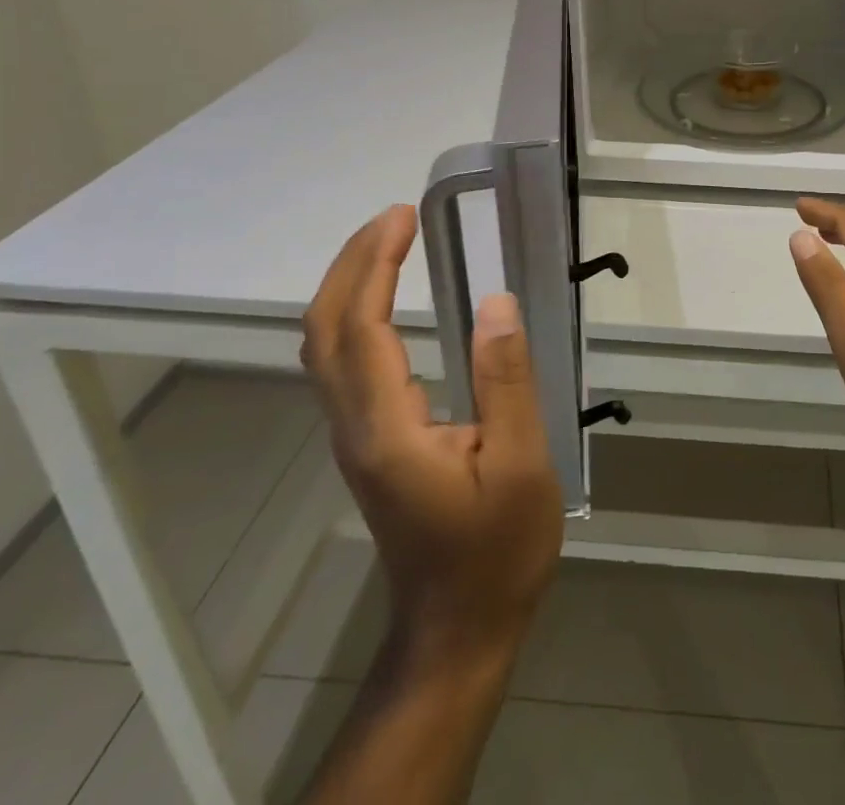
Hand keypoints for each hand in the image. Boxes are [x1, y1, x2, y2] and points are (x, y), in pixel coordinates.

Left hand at [301, 206, 562, 661]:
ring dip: (347, 285)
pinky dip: (355, 314)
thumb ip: (507, 381)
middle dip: (349, 264)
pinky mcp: (367, 444)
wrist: (458, 628)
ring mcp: (354, 438)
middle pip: (323, 331)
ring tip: (389, 243)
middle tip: (393, 218)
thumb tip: (496, 302)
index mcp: (387, 428)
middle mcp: (355, 427)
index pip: (360, 327)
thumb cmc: (497, 549)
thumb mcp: (521, 464)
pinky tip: (385, 300)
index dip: (373, 264)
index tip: (403, 217)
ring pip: (325, 347)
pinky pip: (342, 363)